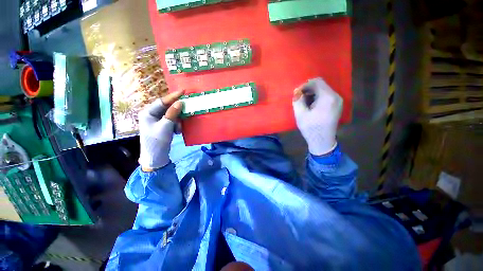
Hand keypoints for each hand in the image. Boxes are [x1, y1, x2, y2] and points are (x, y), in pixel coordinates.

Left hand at [138, 90, 183, 170]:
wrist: (155, 157)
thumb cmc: (157, 141)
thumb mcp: (165, 126)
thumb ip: (172, 114)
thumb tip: (180, 102)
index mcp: (148, 112)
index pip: (162, 101)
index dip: (173, 96)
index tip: (183, 91)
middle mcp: (151, 114)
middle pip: (167, 107)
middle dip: (177, 111)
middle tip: (187, 108)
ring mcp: (157, 120)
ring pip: (171, 115)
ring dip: (177, 120)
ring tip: (178, 128)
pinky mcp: (162, 126)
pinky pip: (172, 121)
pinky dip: (176, 125)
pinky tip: (177, 131)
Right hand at [292, 78, 342, 155]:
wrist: (322, 141)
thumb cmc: (311, 128)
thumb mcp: (300, 114)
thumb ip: (298, 100)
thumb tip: (297, 92)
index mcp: (328, 97)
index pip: (317, 82)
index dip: (305, 85)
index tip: (297, 93)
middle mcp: (336, 96)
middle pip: (321, 85)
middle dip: (308, 89)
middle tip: (299, 98)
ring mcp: (338, 101)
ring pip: (324, 90)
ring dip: (312, 94)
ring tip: (304, 103)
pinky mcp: (337, 106)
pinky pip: (326, 96)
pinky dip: (317, 97)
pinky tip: (311, 106)